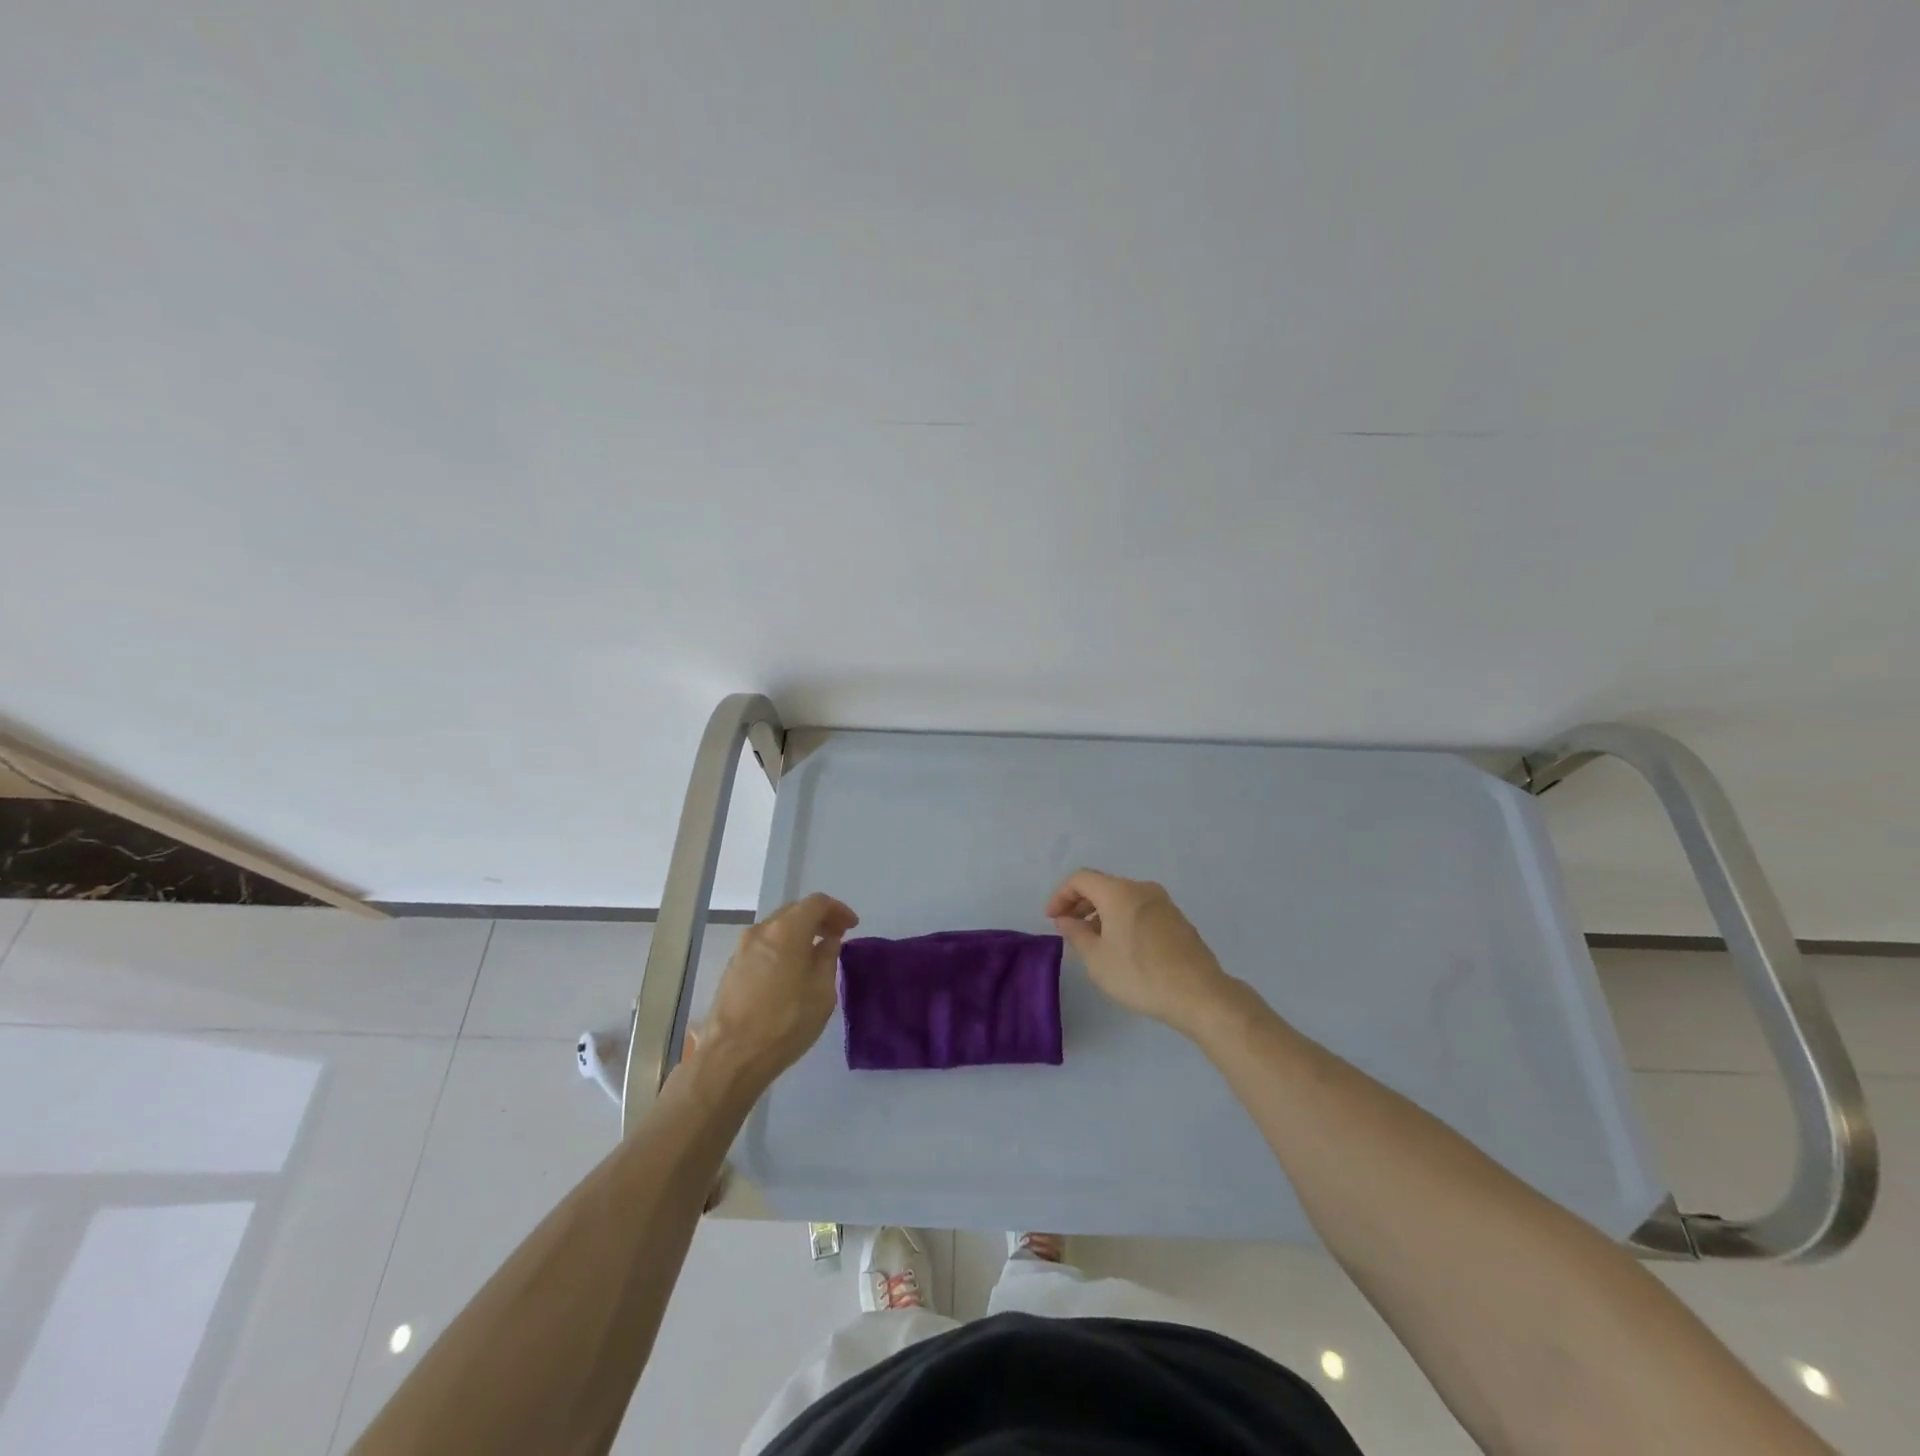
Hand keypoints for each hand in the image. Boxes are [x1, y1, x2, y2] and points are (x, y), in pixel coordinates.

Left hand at [701, 893, 858, 1083]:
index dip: (838, 910)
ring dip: (799, 933)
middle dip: (818, 918)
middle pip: (794, 911)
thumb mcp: (822, 991)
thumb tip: (827, 941)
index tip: (852, 926)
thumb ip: (827, 958)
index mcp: (787, 930)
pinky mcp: (732, 967)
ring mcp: (742, 948)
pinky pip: (764, 945)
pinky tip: (791, 968)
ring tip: (815, 953)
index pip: (816, 903)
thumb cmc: (785, 1022)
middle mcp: (762, 930)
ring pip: (777, 928)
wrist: (732, 1056)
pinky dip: (783, 946)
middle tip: (837, 936)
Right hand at [1046, 869, 1234, 1037]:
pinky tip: (1120, 947)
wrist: (1200, 994)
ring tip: (1092, 942)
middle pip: (1102, 885)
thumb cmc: (1140, 974)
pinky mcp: (1177, 919)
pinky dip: (1122, 919)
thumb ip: (1076, 934)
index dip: (1061, 895)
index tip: (1052, 919)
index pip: (1081, 879)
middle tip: (1068, 928)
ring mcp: (1163, 903)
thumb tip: (1066, 920)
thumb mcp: (1097, 959)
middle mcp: (1142, 888)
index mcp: (1119, 892)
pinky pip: (1139, 909)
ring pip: (1122, 898)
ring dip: (1101, 913)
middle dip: (1080, 904)